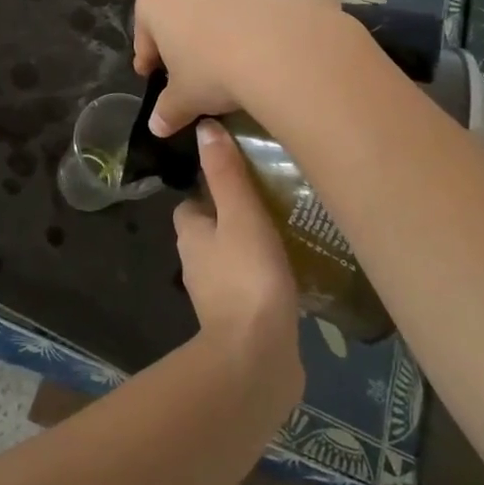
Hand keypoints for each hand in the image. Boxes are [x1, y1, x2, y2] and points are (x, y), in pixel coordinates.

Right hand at [133, 0, 345, 135]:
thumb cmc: (220, 71)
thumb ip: (168, 109)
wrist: (290, 47)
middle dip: (192, 25)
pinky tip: (284, 22)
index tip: (155, 73)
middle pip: (186, 0)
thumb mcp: (188, 99)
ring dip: (233, 6)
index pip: (146, 29)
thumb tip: (157, 126)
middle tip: (207, 59)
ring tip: (252, 41)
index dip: (150, 54)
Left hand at [173, 119, 302, 392]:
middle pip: (211, 230)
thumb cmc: (247, 276)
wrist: (258, 357)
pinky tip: (294, 272)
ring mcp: (217, 296)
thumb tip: (205, 127)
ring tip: (289, 231)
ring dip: (251, 247)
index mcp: (190, 235)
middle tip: (273, 200)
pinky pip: (251, 287)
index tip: (241, 176)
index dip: (210, 189)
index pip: (192, 203)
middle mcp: (196, 264)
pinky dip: (264, 277)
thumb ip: (226, 173)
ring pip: (231, 259)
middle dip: (234, 216)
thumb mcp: (241, 214)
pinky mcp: (242, 321)